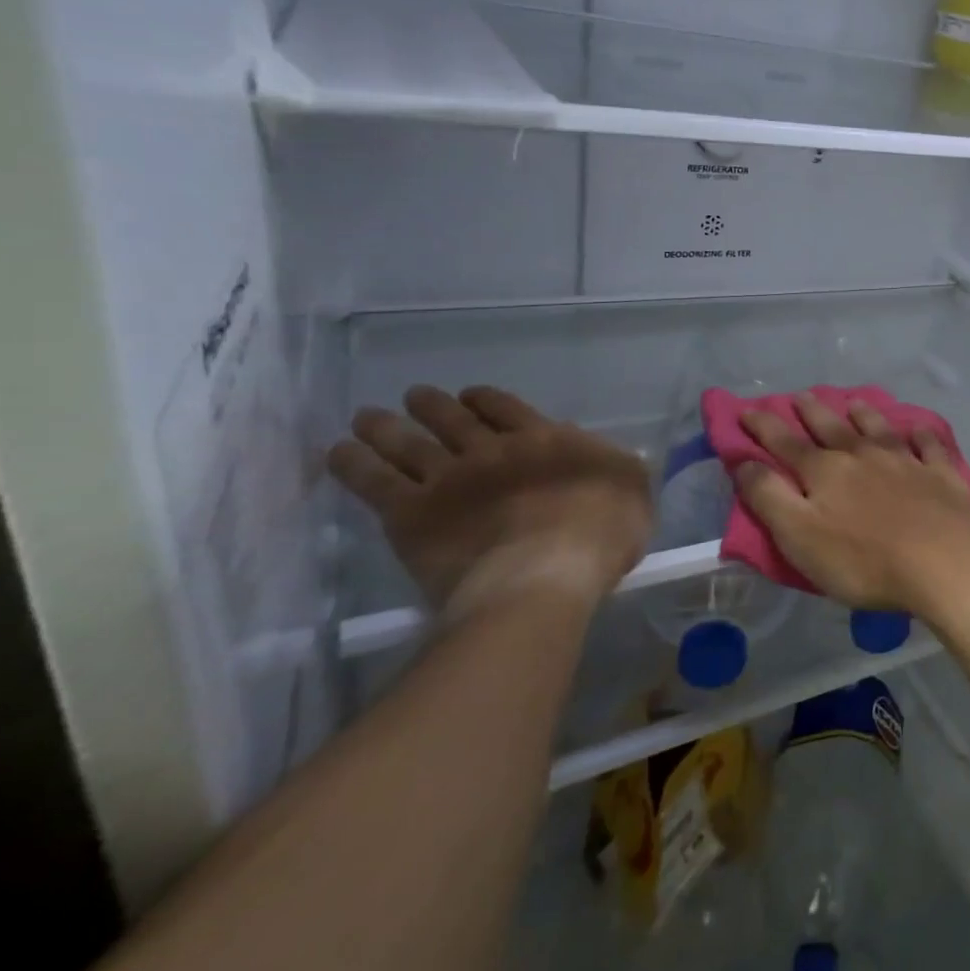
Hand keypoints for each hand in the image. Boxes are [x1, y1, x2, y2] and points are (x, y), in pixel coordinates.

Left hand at [328, 385, 651, 619]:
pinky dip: (353, 464)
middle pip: (453, 419)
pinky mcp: (411, 514)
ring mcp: (448, 478)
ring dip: (387, 426)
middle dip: (433, 406)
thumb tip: (602, 452)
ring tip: (367, 417)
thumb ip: (617, 464)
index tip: (470, 397)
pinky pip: (373, 482)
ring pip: (409, 442)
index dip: (485, 400)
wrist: (544, 573)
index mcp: (544, 439)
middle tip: (416, 397)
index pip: (506, 408)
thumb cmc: (600, 534)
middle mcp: (492, 449)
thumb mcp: (632, 489)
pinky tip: (338, 452)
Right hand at [736, 394, 969, 633]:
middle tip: (800, 395)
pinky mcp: (941, 476)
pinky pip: (929, 446)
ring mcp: (906, 462)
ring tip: (853, 402)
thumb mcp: (799, 536)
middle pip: (832, 428)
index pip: (786, 443)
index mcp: (825, 472)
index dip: (763, 427)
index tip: (747, 410)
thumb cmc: (864, 559)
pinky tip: (919, 429)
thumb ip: (769, 498)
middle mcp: (863, 456)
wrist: (945, 562)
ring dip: (864, 414)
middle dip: (811, 411)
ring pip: (879, 429)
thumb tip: (745, 462)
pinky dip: (921, 435)